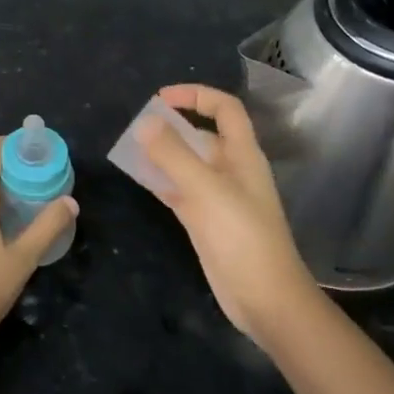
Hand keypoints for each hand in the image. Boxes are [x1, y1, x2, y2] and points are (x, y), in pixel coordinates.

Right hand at [136, 84, 319, 346]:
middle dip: (172, 126)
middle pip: (202, 135)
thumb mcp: (205, 189)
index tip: (160, 98)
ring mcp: (218, 197)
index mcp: (242, 155)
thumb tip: (144, 121)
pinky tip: (138, 177)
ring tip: (130, 148)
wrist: (264, 298)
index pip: (224, 109)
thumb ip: (173, 154)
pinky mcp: (206, 221)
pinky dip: (160, 180)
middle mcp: (231, 170)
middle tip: (137, 127)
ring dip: (162, 153)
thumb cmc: (241, 236)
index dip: (196, 95)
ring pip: (187, 164)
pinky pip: (179, 190)